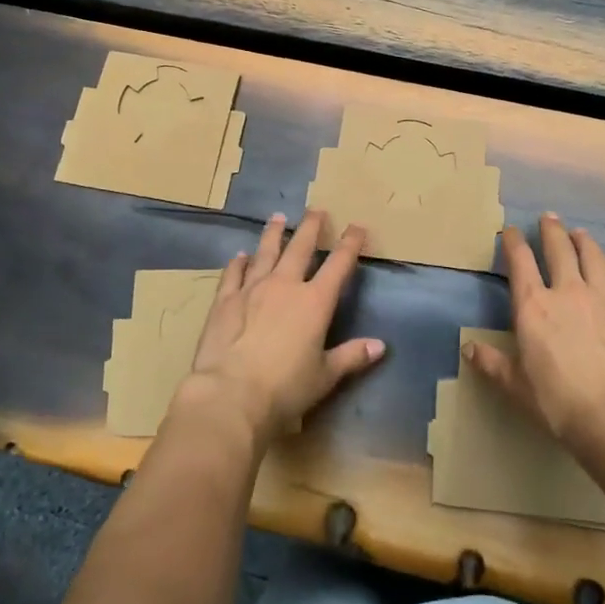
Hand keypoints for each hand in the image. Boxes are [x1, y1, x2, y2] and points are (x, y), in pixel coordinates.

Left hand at [183, 210, 384, 442]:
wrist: (231, 393)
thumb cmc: (285, 388)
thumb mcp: (325, 376)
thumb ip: (351, 357)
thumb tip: (380, 346)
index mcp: (315, 302)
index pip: (338, 264)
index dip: (350, 244)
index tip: (357, 227)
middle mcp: (285, 285)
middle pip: (300, 248)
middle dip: (311, 227)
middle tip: (316, 210)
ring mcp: (252, 289)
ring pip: (265, 252)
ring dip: (273, 234)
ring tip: (278, 218)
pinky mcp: (224, 300)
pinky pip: (233, 273)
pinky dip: (238, 262)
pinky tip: (240, 255)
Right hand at [465, 212, 604, 458]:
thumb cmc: (557, 400)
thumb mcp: (516, 385)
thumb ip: (492, 363)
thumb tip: (469, 348)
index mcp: (533, 306)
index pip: (520, 261)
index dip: (513, 241)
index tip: (509, 230)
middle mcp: (566, 291)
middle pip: (559, 249)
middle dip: (551, 230)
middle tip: (549, 217)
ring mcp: (601, 298)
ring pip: (592, 256)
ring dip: (583, 241)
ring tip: (579, 233)